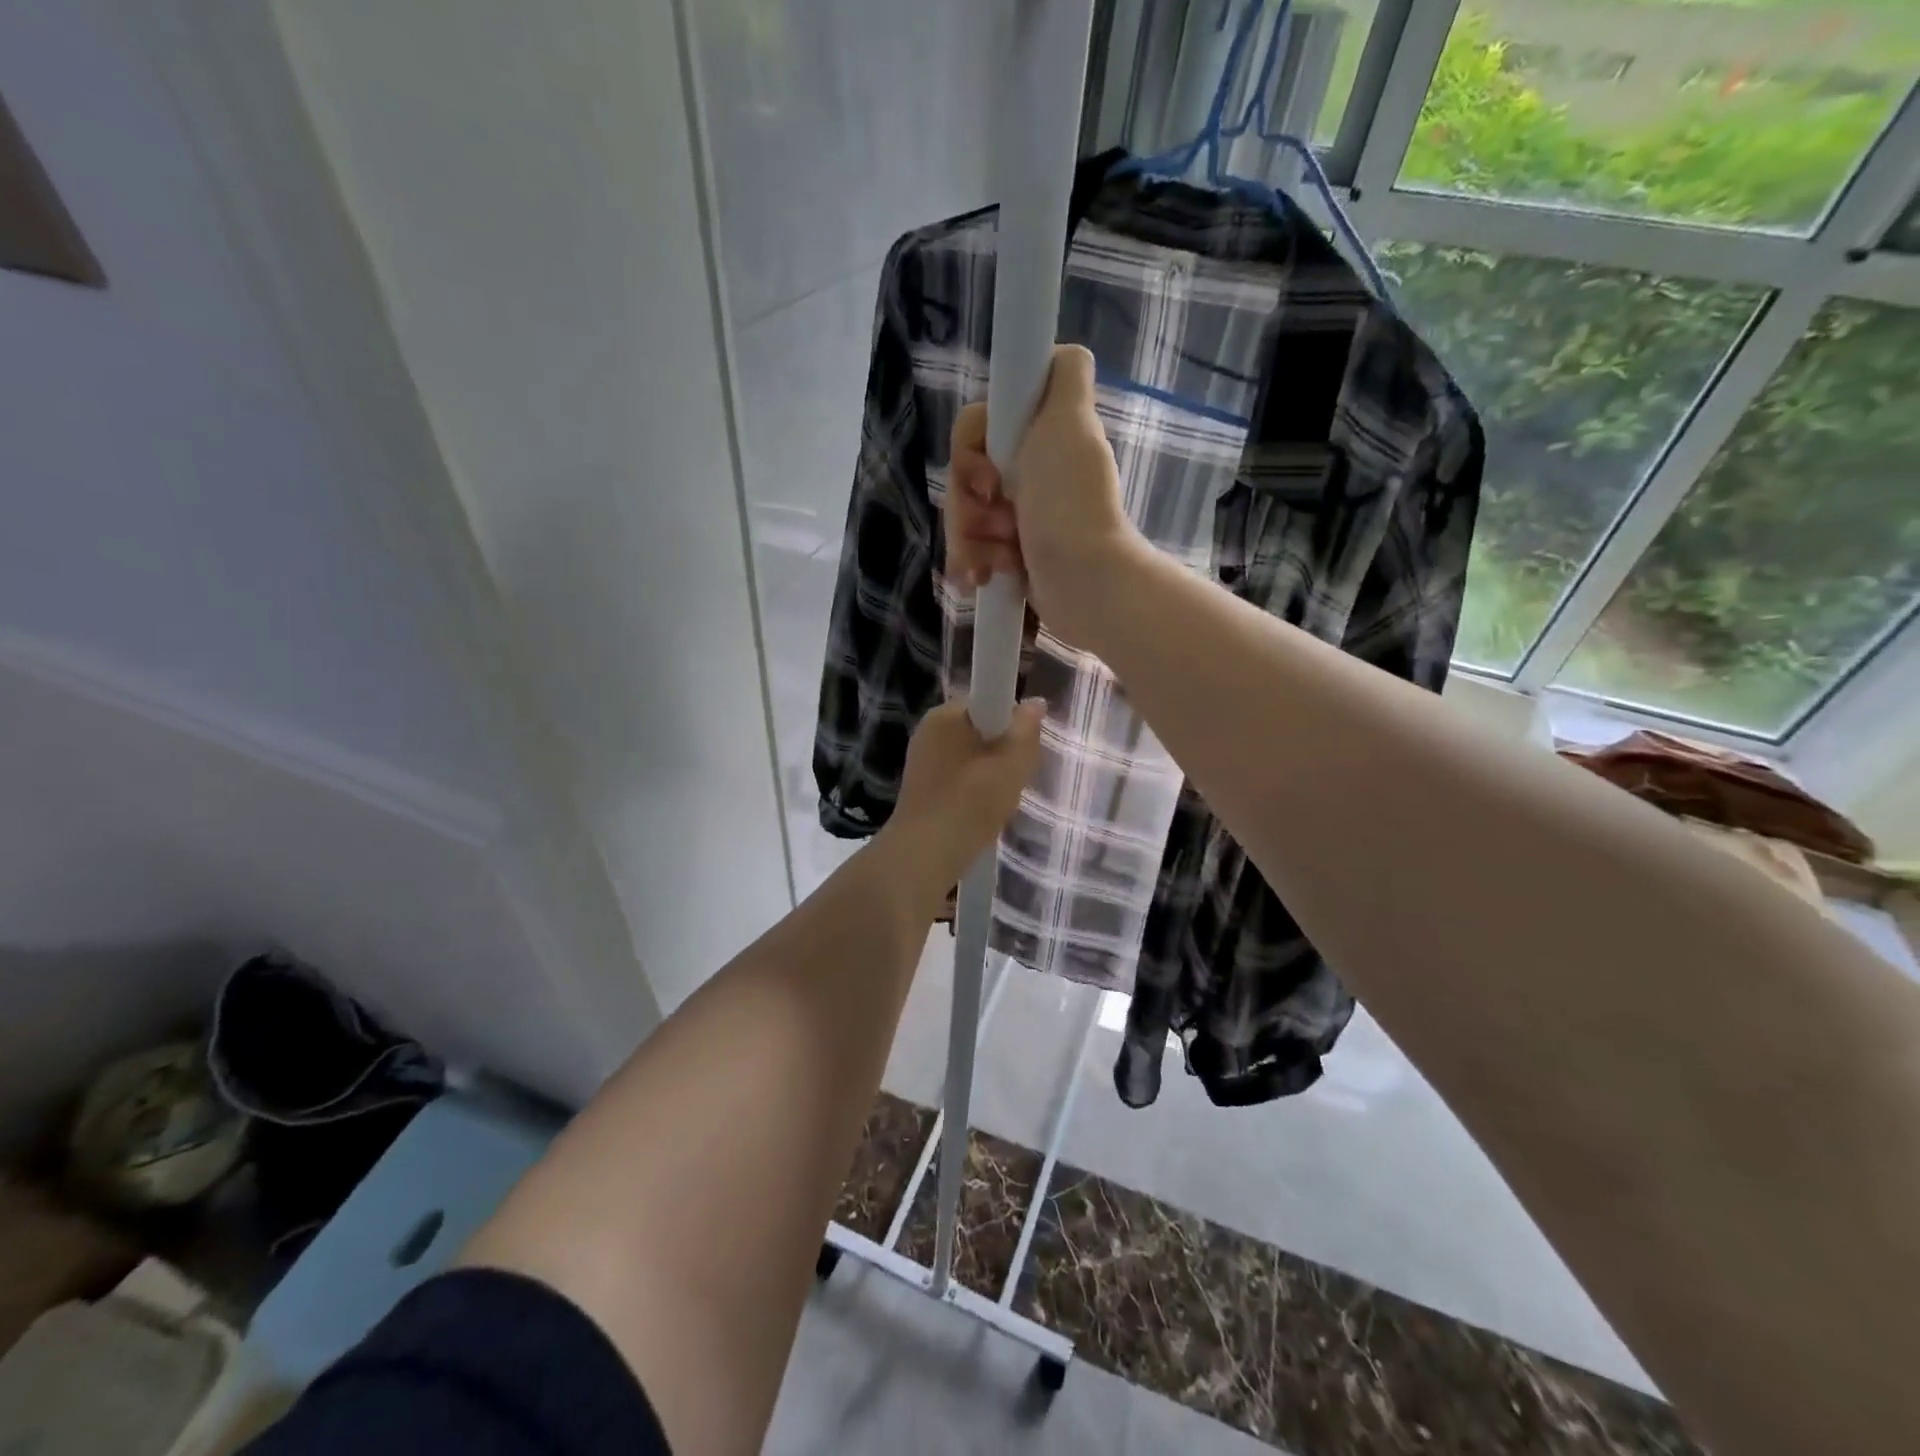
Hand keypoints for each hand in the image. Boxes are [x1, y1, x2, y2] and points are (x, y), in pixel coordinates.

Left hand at [883, 697, 1045, 904]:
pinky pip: (958, 777)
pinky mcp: (921, 787)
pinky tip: (981, 814)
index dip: (1012, 721)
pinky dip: (974, 790)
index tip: (1024, 747)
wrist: (924, 855)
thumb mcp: (1012, 765)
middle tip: (1017, 778)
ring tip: (1000, 801)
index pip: (988, 700)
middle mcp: (929, 730)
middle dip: (1002, 750)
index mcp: (945, 715)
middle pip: (981, 729)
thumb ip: (1026, 730)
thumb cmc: (970, 803)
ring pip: (971, 756)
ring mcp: (922, 759)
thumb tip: (1035, 702)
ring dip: (991, 774)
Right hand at [944, 344, 1146, 646]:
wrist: (1083, 583)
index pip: (974, 432)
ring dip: (971, 542)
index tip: (990, 477)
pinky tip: (984, 579)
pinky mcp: (1012, 555)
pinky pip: (971, 552)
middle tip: (1000, 523)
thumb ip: (1065, 377)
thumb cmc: (1069, 505)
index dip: (970, 453)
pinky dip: (973, 565)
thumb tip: (1066, 352)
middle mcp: (1027, 473)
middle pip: (963, 479)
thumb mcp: (1072, 423)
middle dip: (969, 508)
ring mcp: (1019, 518)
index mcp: (1037, 440)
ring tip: (998, 563)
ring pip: (963, 519)